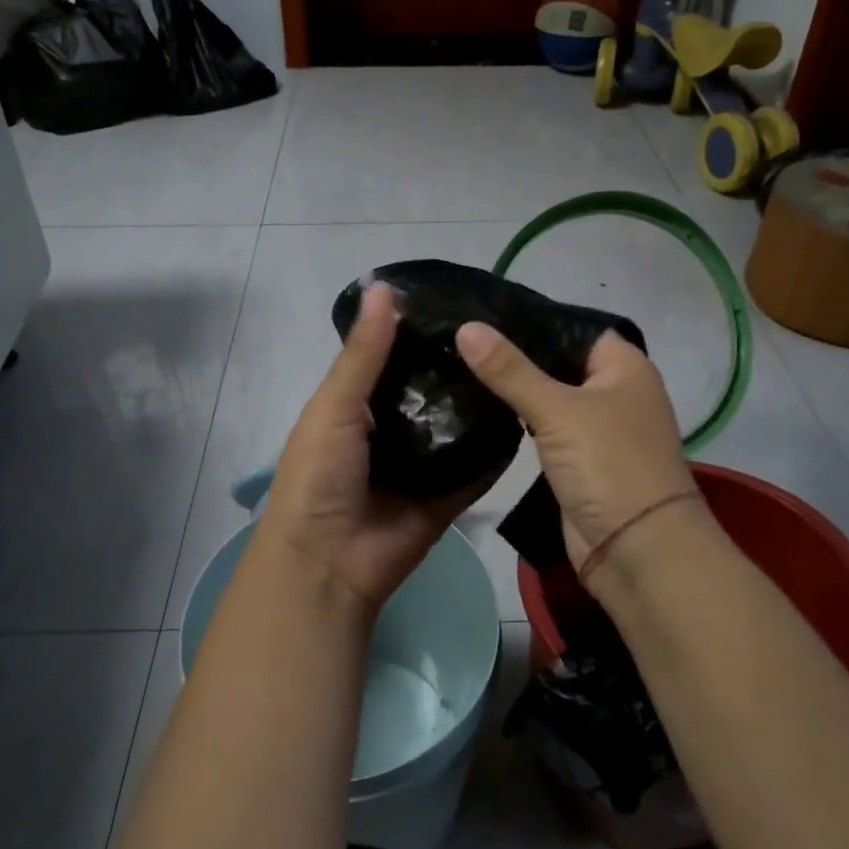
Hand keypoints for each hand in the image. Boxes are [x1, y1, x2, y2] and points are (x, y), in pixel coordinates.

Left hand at [257, 283, 501, 615]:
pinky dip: (496, 450)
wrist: (328, 562)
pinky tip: (528, 417)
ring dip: (482, 403)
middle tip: (508, 330)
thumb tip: (383, 286)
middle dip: (460, 366)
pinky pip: (477, 469)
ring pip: (458, 427)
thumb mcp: (335, 405)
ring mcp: (422, 465)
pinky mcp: (447, 496)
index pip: (396, 359)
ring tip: (526, 363)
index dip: (422, 331)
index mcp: (359, 406)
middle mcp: (393, 430)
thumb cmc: (320, 474)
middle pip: (432, 391)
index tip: (463, 301)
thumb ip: (364, 353)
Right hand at [455, 322, 695, 572]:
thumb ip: (509, 370)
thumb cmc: (608, 465)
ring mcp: (599, 428)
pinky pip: (546, 428)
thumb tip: (466, 326)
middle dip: (516, 354)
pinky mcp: (581, 460)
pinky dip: (521, 419)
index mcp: (625, 366)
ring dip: (516, 388)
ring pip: (551, 396)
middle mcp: (616, 391)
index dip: (532, 319)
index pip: (573, 326)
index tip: (483, 310)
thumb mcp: (557, 410)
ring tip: (462, 364)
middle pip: (559, 361)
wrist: (637, 550)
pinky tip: (483, 406)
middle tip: (462, 337)